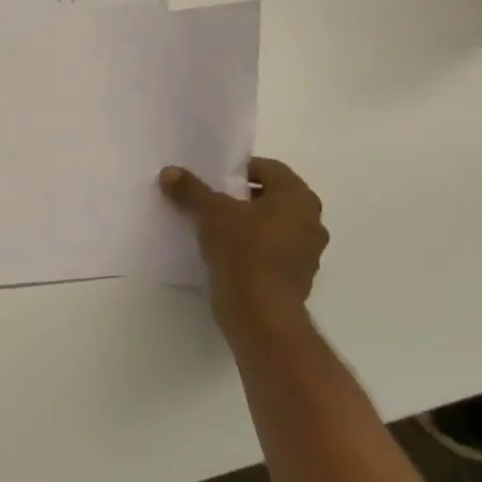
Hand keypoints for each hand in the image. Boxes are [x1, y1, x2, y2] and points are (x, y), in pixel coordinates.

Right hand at [160, 158, 328, 331]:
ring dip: (246, 225)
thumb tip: (169, 171)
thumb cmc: (243, 251)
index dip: (237, 170)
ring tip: (212, 229)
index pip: (268, 169)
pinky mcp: (296, 277)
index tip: (211, 179)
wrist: (260, 312)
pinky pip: (270, 252)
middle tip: (208, 202)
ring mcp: (307, 252)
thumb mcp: (211, 214)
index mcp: (298, 198)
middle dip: (239, 198)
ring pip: (271, 226)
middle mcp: (311, 221)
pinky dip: (250, 249)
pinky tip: (224, 255)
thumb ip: (191, 190)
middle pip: (270, 198)